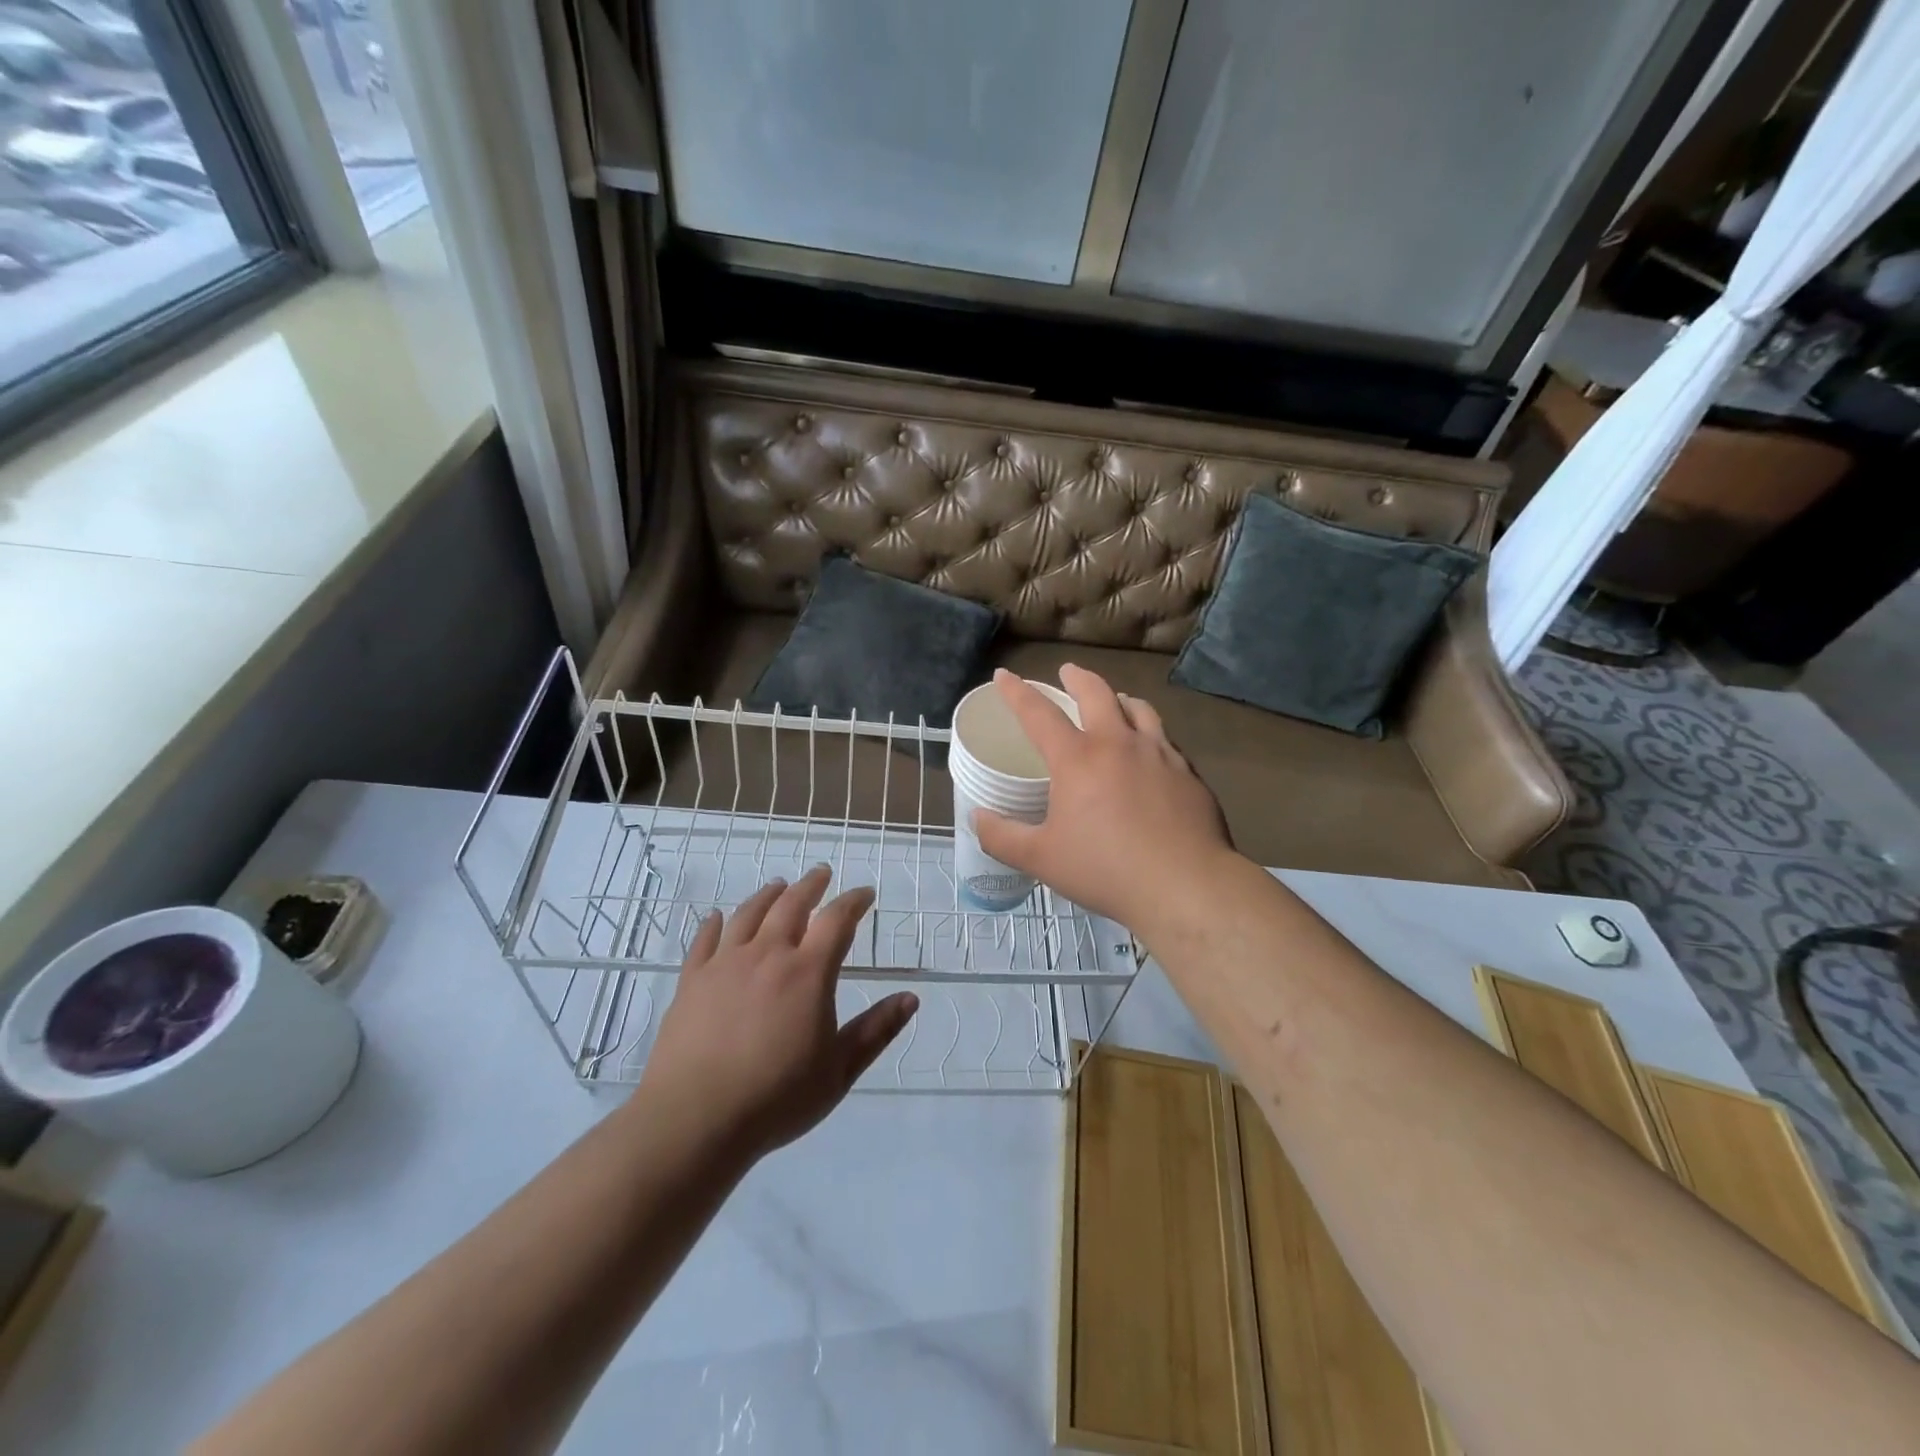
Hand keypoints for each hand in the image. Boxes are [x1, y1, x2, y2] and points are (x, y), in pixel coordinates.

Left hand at [638, 866, 916, 1161]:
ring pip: (749, 914)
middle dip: (811, 885)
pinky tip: (719, 917)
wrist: (696, 1119)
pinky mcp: (692, 980)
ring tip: (778, 886)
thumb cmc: (777, 1097)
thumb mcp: (839, 1071)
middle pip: (791, 904)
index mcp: (808, 972)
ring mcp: (725, 964)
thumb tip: (910, 998)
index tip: (865, 893)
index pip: (837, 920)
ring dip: (768, 895)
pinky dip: (716, 923)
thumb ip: (876, 1031)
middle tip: (821, 873)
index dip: (854, 901)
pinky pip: (705, 940)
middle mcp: (768, 955)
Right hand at [972, 665, 1235, 933]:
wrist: (1186, 885)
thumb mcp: (1042, 859)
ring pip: (1139, 708)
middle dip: (1077, 677)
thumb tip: (977, 817)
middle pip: (1097, 693)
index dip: (1017, 692)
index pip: (1039, 714)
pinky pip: (1165, 739)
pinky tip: (1151, 750)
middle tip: (1068, 671)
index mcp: (1077, 759)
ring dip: (1120, 699)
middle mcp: (1118, 744)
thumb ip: (1002, 836)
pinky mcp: (1188, 773)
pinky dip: (1150, 732)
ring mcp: (1159, 754)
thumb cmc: (1106, 870)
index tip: (1004, 675)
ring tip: (1116, 701)